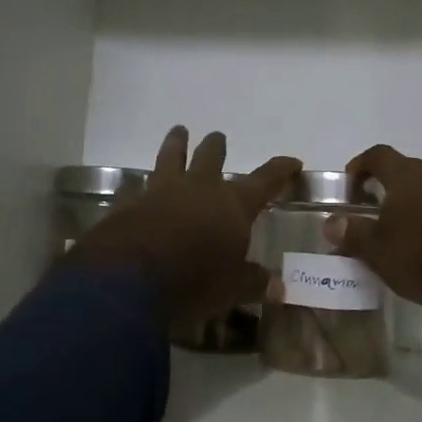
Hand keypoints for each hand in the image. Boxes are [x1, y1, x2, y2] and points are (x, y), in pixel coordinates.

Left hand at [64, 126, 300, 332]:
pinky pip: (134, 188)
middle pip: (211, 157)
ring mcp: (161, 191)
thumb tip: (277, 285)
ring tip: (178, 132)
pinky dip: (136, 186)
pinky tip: (131, 186)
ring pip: (170, 158)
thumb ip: (253, 282)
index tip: (292, 162)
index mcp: (232, 204)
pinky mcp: (130, 203)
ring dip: (175, 144)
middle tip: (217, 137)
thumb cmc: (195, 281)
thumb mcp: (232, 289)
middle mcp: (199, 188)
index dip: (279, 170)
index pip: (264, 180)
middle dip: (216, 146)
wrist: (131, 278)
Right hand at [335, 145, 421, 353]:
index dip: (361, 165)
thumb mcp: (378, 251)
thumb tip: (331, 223)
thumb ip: (353, 234)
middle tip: (380, 215)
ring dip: (421, 206)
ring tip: (412, 236)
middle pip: (408, 172)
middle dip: (392, 190)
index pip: (377, 155)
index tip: (351, 183)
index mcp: (406, 175)